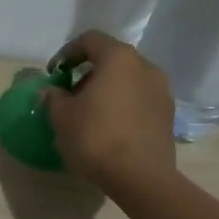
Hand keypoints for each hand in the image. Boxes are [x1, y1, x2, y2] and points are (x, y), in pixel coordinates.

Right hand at [43, 31, 175, 196]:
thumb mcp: (62, 117)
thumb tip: (51, 92)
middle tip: (69, 96)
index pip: (90, 40)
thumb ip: (53, 98)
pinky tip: (109, 129)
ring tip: (89, 114)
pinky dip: (122, 106)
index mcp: (119, 58)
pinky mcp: (168, 116)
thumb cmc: (96, 138)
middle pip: (111, 60)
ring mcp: (162, 91)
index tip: (53, 74)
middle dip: (88, 74)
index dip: (67, 53)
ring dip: (107, 91)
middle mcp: (146, 67)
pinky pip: (139, 101)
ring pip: (127, 81)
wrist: (140, 178)